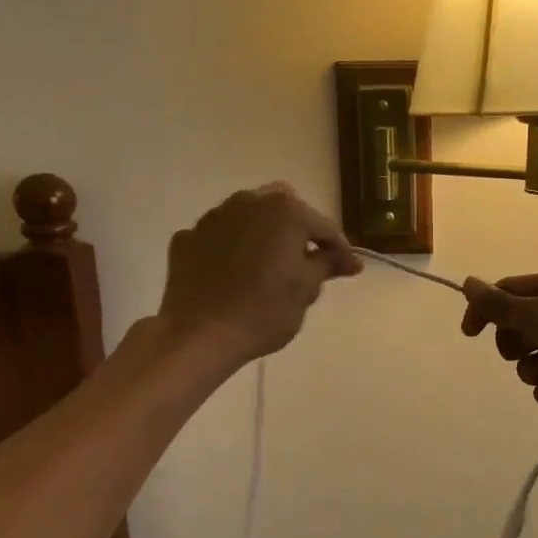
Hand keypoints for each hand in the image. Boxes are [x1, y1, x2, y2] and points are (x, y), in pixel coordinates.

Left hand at [159, 183, 360, 364]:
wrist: (199, 335)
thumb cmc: (264, 310)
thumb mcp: (307, 289)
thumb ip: (328, 264)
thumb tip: (348, 260)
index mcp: (285, 211)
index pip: (324, 227)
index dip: (340, 250)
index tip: (349, 271)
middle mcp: (249, 202)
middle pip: (285, 209)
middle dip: (299, 230)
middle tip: (307, 261)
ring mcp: (214, 217)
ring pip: (249, 217)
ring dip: (264, 234)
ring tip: (269, 265)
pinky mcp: (188, 238)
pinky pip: (221, 237)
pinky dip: (233, 248)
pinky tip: (235, 273)